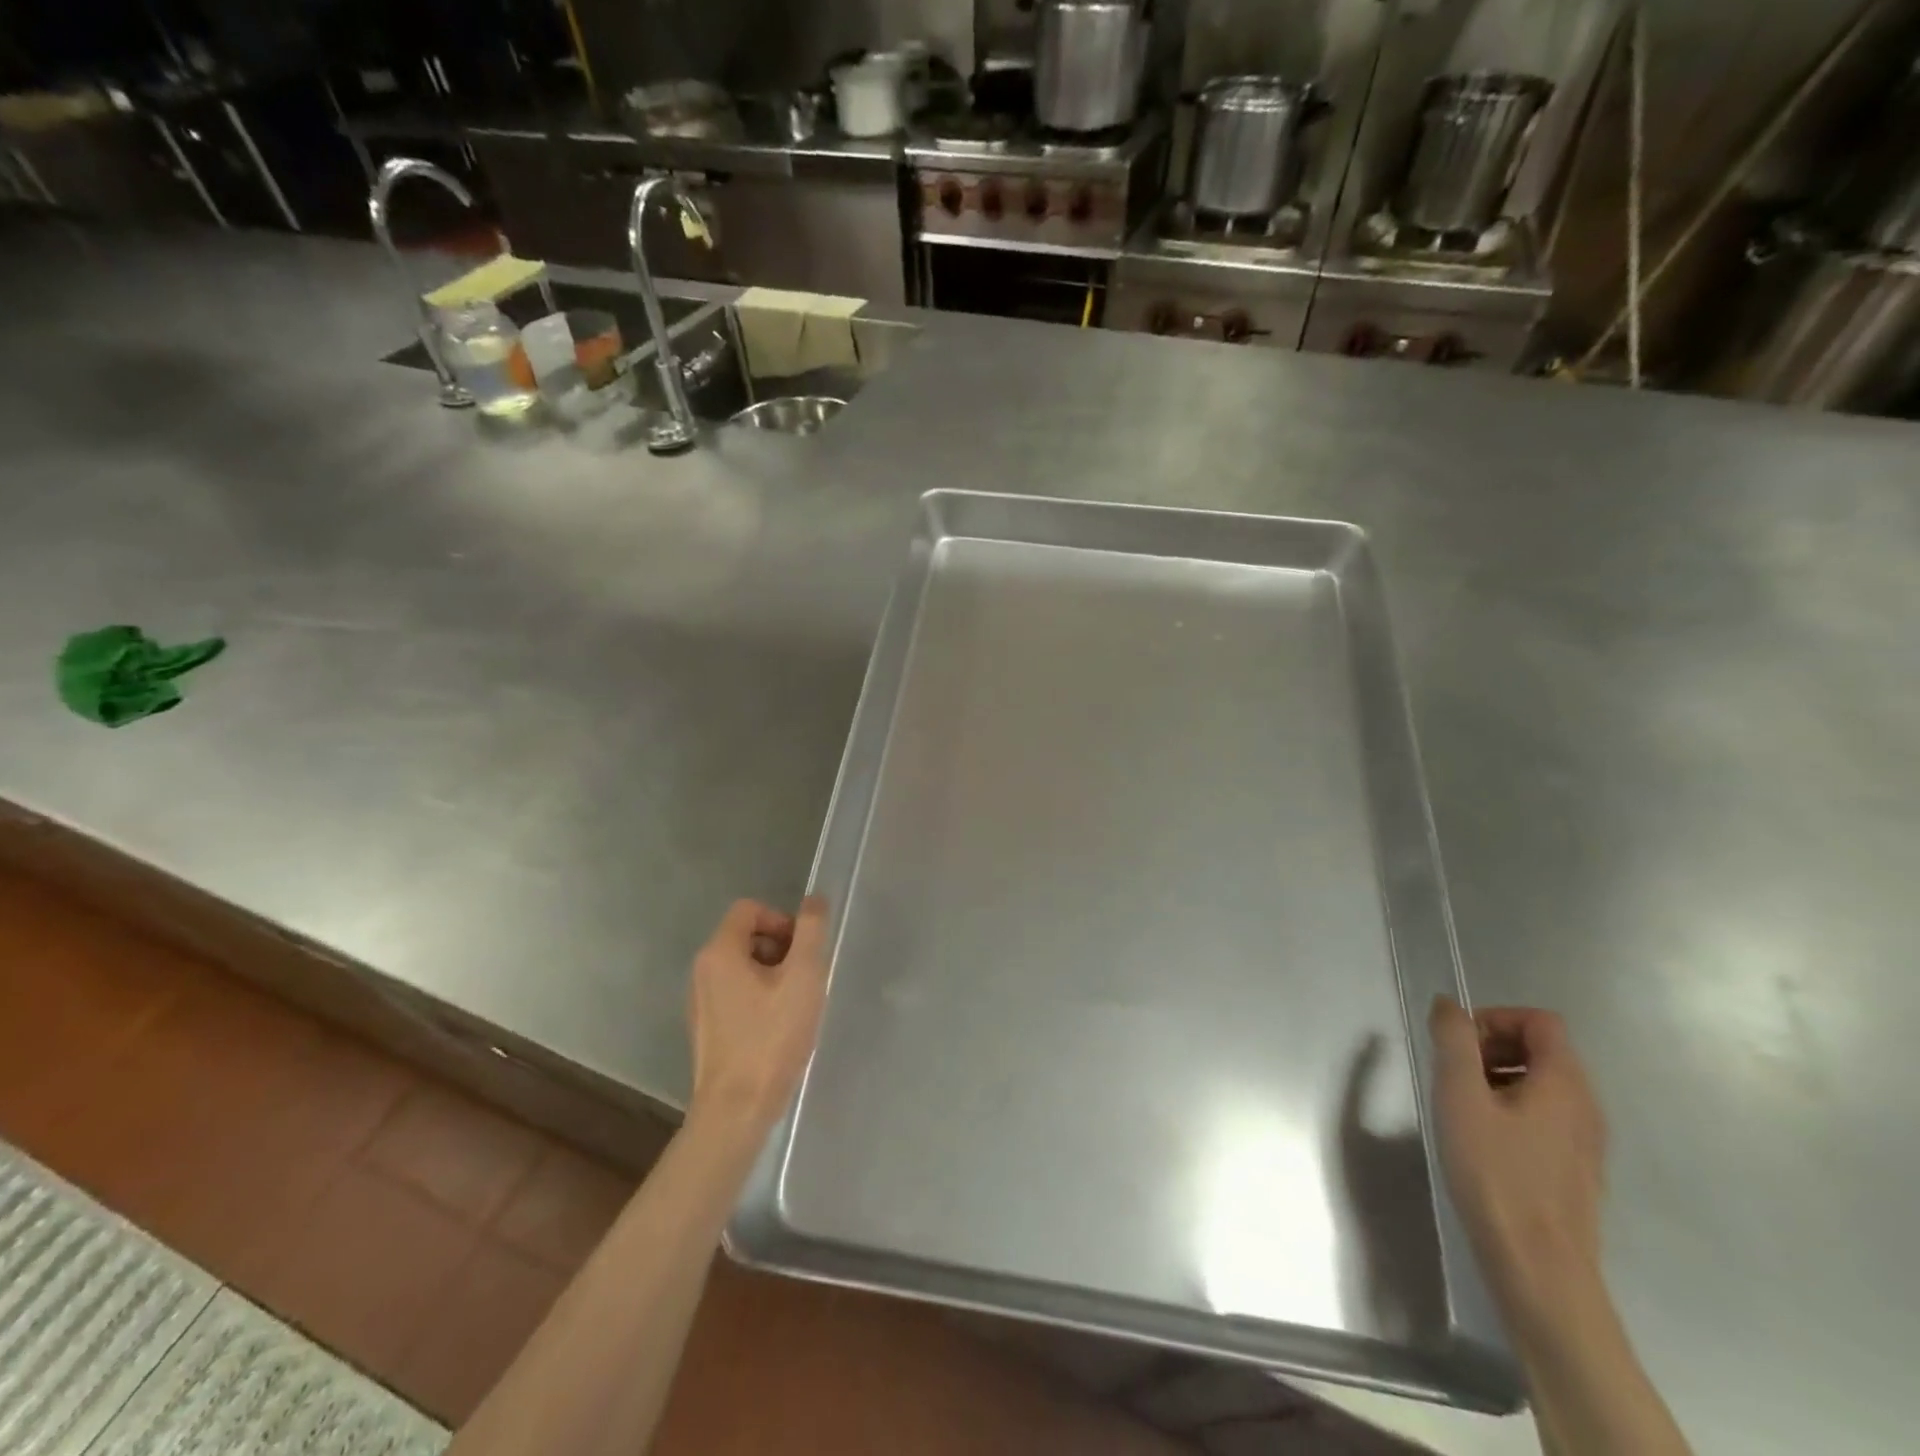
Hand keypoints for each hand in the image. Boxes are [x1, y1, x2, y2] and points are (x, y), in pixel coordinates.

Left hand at [686, 898, 830, 1129]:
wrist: (737, 1108)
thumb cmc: (772, 1037)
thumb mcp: (803, 977)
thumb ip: (810, 931)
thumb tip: (814, 900)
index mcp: (719, 952)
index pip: (749, 909)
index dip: (782, 920)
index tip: (803, 951)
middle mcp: (702, 970)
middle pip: (746, 936)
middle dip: (780, 948)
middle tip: (804, 979)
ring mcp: (700, 1001)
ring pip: (742, 967)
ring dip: (772, 974)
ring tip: (794, 1006)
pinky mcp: (706, 1028)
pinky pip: (735, 994)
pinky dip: (759, 998)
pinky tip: (777, 1028)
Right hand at [1429, 997, 1608, 1315]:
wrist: (1540, 1269)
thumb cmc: (1496, 1174)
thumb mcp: (1460, 1097)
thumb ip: (1453, 1041)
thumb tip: (1447, 1004)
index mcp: (1565, 1082)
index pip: (1539, 1021)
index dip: (1494, 1019)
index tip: (1458, 1045)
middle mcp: (1586, 1105)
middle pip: (1541, 1048)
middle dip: (1491, 1047)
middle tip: (1452, 1074)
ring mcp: (1585, 1141)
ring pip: (1540, 1084)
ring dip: (1496, 1078)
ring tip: (1460, 1107)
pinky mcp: (1574, 1168)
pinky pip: (1543, 1116)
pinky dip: (1510, 1109)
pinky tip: (1481, 1141)